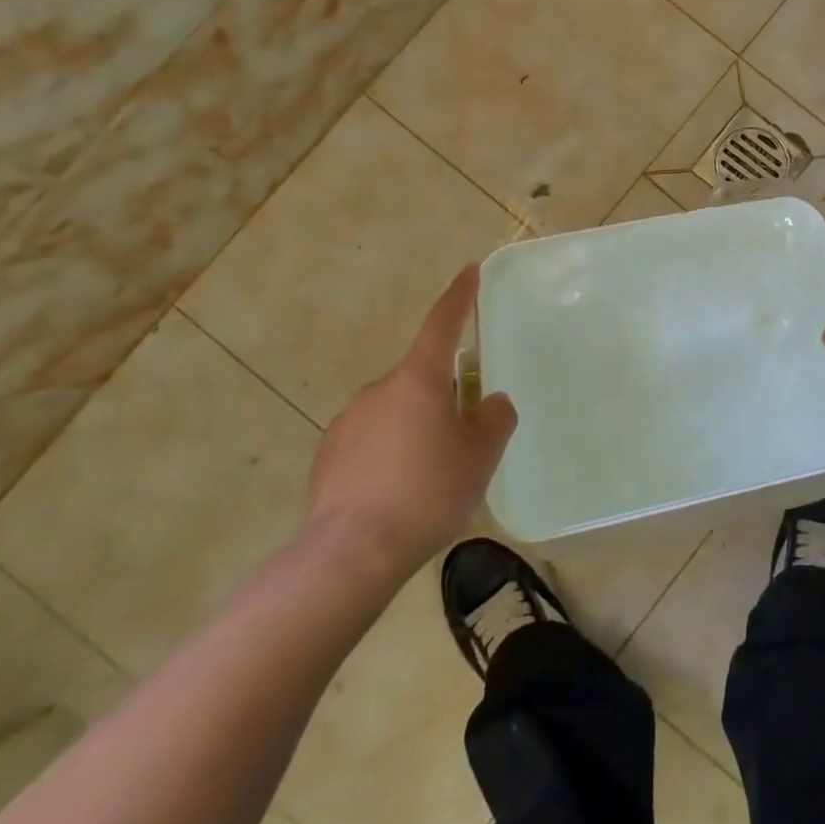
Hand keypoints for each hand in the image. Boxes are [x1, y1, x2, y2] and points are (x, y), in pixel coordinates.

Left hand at [307, 265, 516, 575]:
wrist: (352, 552)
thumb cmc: (428, 492)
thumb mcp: (481, 454)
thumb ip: (495, 418)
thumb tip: (491, 403)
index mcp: (419, 379)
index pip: (443, 323)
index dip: (459, 296)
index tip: (469, 271)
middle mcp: (380, 390)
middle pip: (422, 379)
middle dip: (442, 400)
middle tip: (460, 443)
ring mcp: (349, 421)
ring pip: (395, 412)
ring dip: (414, 430)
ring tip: (427, 480)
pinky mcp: (328, 455)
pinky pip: (370, 441)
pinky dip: (387, 455)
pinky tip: (394, 495)